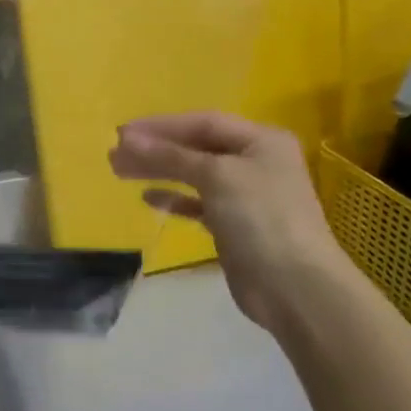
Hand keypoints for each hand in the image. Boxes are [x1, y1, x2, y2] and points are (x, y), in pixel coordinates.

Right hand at [109, 113, 352, 335]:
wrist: (295, 288)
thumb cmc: (261, 218)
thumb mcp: (216, 176)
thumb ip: (171, 155)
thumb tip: (127, 139)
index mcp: (261, 141)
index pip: (203, 123)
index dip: (161, 126)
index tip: (122, 134)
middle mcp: (255, 162)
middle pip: (196, 147)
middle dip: (155, 149)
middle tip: (115, 153)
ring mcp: (246, 195)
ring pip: (194, 174)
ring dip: (159, 171)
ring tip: (120, 170)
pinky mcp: (235, 226)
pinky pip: (198, 203)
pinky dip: (174, 198)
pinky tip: (149, 198)